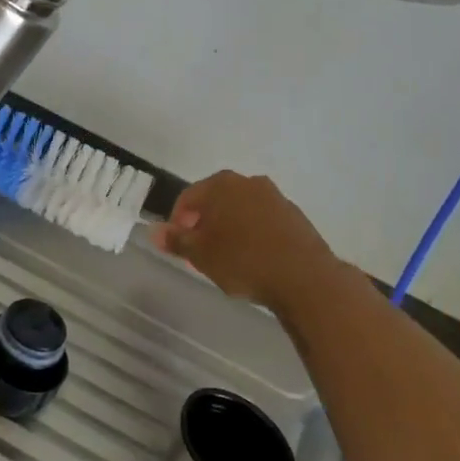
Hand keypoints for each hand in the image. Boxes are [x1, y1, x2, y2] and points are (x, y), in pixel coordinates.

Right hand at [153, 170, 361, 315]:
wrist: (306, 278)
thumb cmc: (244, 261)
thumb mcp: (201, 254)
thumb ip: (176, 240)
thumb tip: (153, 231)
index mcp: (221, 184)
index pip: (188, 197)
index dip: (177, 222)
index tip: (178, 247)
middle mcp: (248, 182)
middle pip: (216, 201)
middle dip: (204, 224)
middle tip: (200, 253)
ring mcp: (275, 197)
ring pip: (241, 210)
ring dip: (230, 229)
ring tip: (227, 259)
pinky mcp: (295, 216)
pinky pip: (263, 222)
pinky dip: (253, 235)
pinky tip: (254, 259)